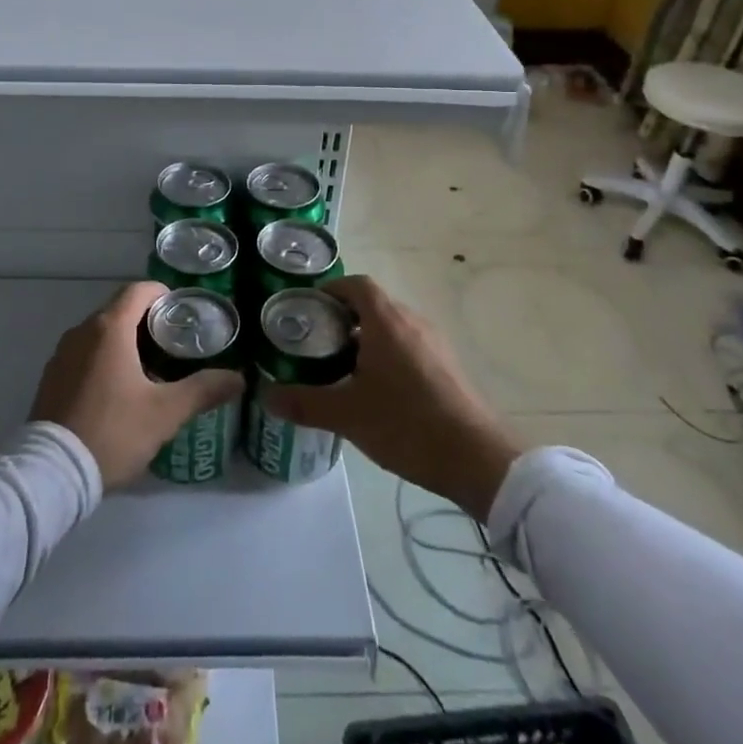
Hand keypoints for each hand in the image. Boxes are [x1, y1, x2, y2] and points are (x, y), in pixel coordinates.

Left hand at [29, 281, 244, 489]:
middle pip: (121, 309)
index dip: (165, 295)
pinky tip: (119, 391)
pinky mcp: (52, 376)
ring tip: (152, 370)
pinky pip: (85, 353)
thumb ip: (203, 390)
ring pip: (101, 332)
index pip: (140, 289)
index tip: (185, 317)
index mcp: (109, 328)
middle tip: (176, 346)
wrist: (52, 472)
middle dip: (149, 321)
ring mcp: (62, 353)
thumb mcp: (165, 413)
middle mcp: (82, 331)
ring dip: (126, 341)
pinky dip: (105, 359)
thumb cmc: (113, 431)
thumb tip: (238, 378)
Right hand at [259, 275, 520, 520]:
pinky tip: (376, 391)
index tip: (307, 311)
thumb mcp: (346, 415)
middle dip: (342, 319)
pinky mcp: (447, 366)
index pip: (355, 284)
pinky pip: (409, 346)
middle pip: (372, 305)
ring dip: (365, 339)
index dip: (329, 291)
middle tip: (316, 344)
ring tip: (340, 370)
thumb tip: (265, 395)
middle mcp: (412, 321)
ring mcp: (434, 343)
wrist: (477, 459)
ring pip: (391, 327)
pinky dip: (387, 355)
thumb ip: (303, 402)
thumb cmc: (407, 424)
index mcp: (387, 321)